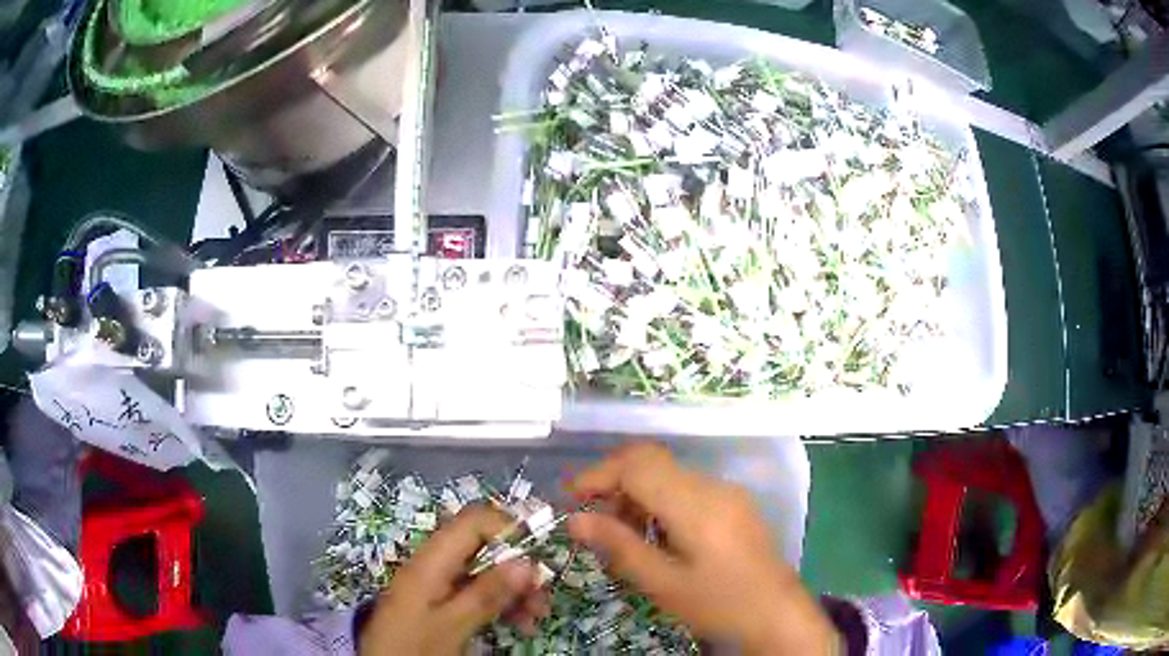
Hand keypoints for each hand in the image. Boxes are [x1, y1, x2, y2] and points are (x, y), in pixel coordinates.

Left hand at [359, 505, 550, 655]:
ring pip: (484, 572)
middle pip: (483, 548)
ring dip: (514, 589)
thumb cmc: (414, 646)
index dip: (508, 529)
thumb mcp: (452, 625)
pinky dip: (500, 604)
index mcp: (431, 561)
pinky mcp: (439, 603)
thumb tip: (528, 562)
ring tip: (537, 615)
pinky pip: (475, 593)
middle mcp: (434, 565)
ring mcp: (436, 584)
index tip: (539, 557)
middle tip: (543, 595)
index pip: (473, 521)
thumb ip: (487, 593)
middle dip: (518, 567)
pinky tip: (519, 623)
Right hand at [567, 443, 839, 654]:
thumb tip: (575, 520)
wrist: (778, 613)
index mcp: (695, 504)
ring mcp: (727, 492)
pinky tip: (655, 536)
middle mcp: (712, 487)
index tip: (570, 498)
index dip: (598, 474)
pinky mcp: (734, 504)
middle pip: (652, 462)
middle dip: (614, 482)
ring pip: (669, 474)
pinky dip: (660, 502)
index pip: (637, 465)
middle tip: (592, 518)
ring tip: (621, 533)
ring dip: (637, 493)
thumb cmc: (719, 604)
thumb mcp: (663, 583)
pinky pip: (687, 489)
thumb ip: (619, 546)